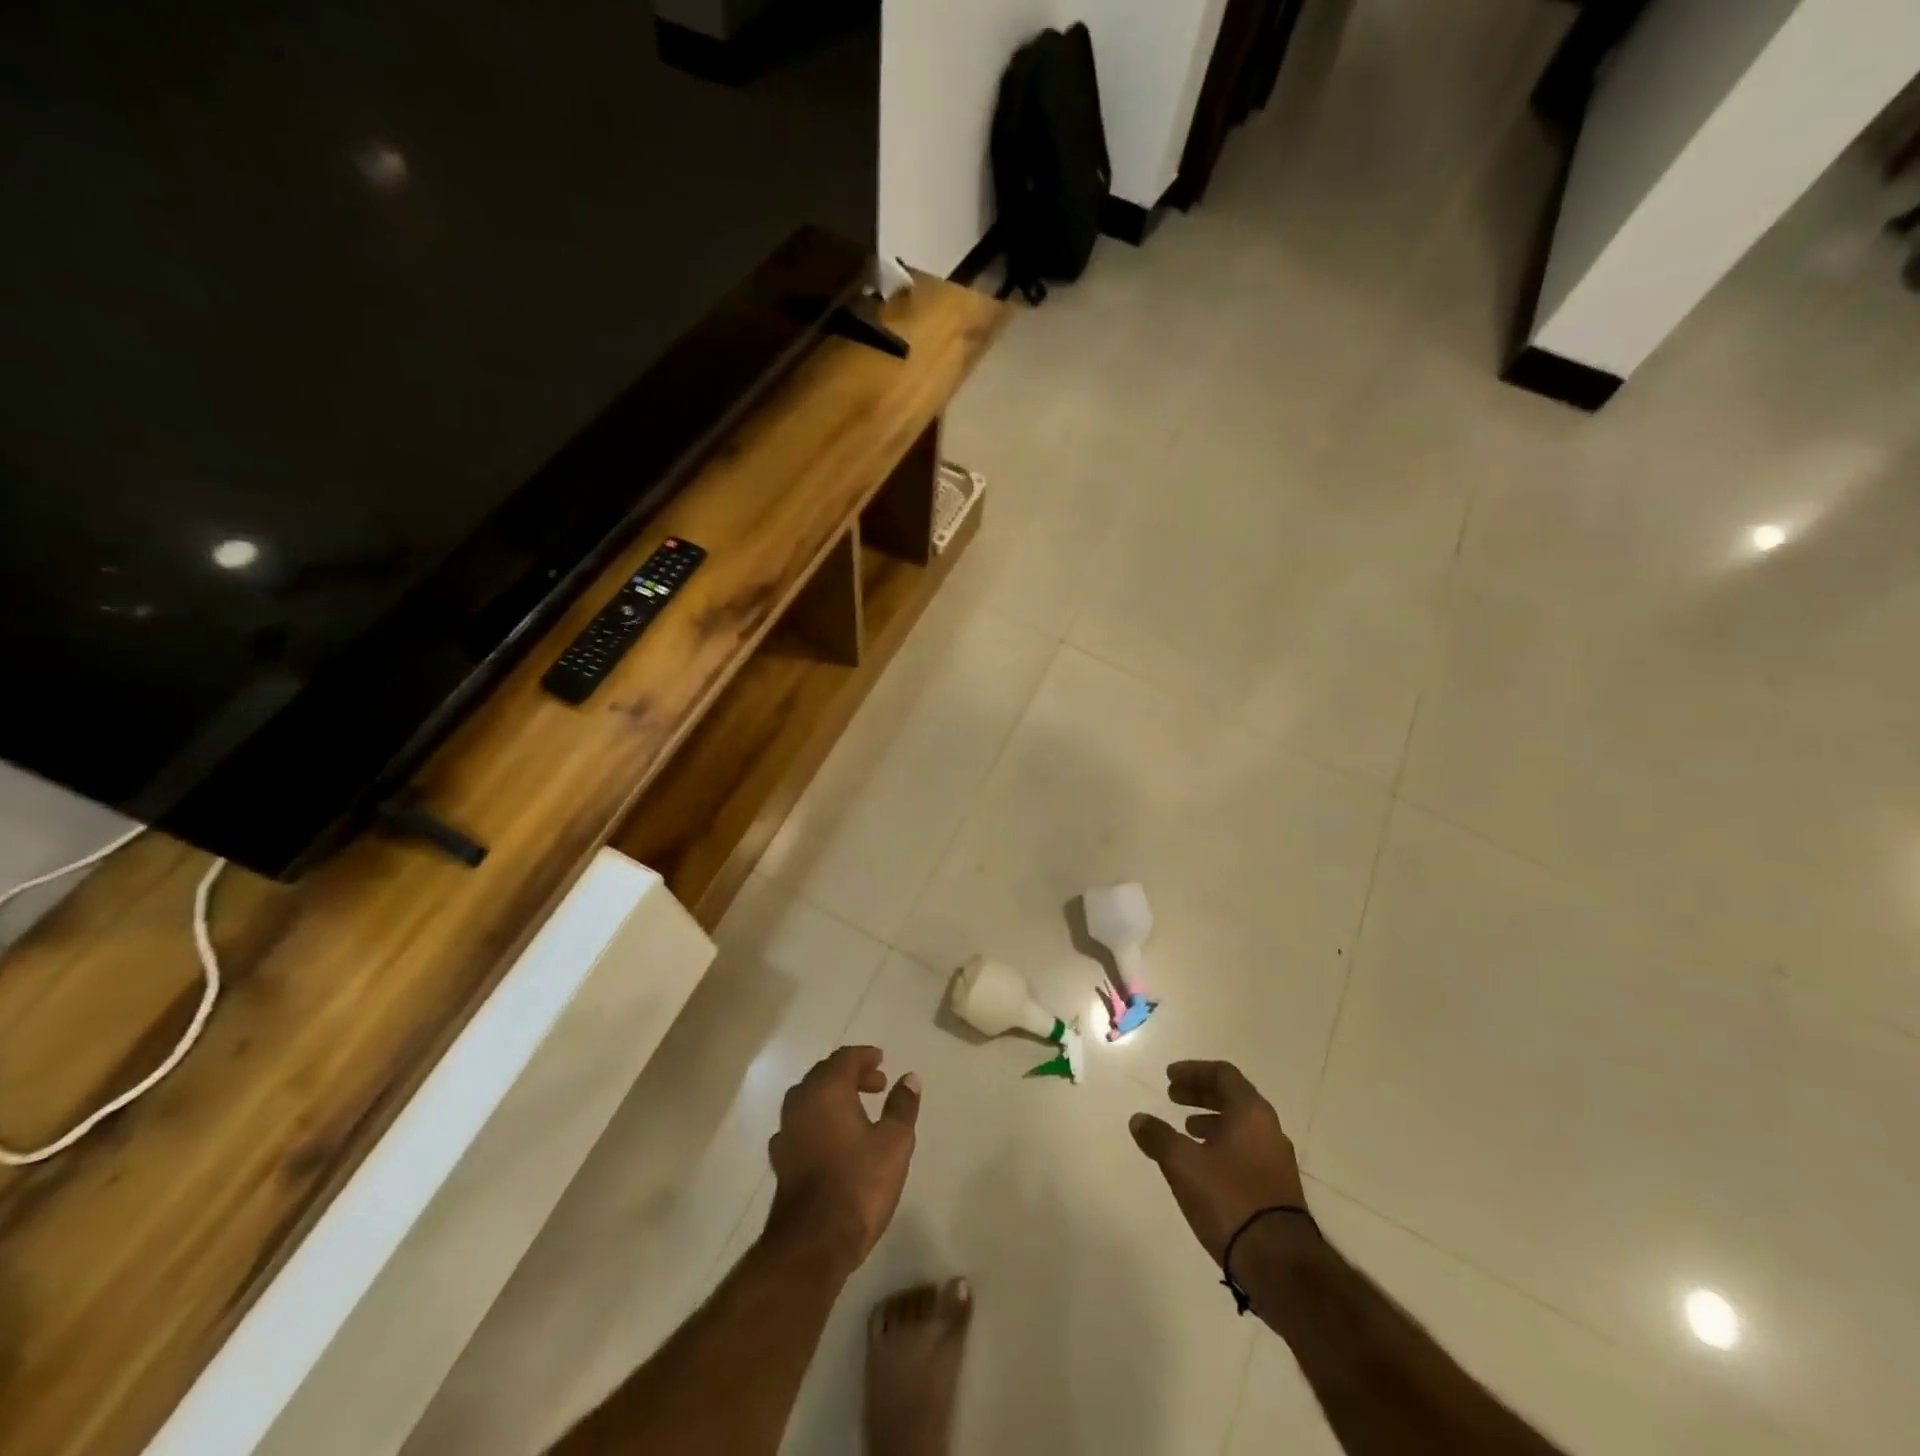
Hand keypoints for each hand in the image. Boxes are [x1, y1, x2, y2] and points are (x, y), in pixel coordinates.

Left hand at [766, 1046, 919, 1270]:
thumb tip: (909, 1078)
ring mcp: (786, 1132)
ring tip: (859, 1111)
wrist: (812, 1243)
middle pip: (824, 1075)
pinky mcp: (781, 1160)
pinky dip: (820, 1121)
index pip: (844, 1058)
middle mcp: (800, 1103)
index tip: (882, 1062)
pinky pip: (802, 1124)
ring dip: (834, 1097)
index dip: (865, 1057)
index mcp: (826, 1090)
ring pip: (810, 1099)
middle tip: (877, 1085)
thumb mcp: (894, 1143)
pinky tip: (835, 1140)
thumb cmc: (858, 1184)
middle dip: (851, 1075)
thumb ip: (902, 1106)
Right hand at [1130, 1060, 1306, 1264]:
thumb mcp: (1183, 1164)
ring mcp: (1276, 1160)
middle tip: (1172, 1096)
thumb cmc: (1230, 1199)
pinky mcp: (1277, 1189)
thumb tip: (1138, 1119)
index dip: (1193, 1071)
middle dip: (1200, 1093)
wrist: (1280, 1265)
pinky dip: (1222, 1144)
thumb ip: (1158, 1137)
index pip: (1222, 1073)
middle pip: (1232, 1097)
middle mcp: (1268, 1129)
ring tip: (1186, 1129)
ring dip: (1211, 1120)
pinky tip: (1204, 1164)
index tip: (1169, 1077)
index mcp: (1250, 1112)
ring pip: (1240, 1125)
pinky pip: (1246, 1149)